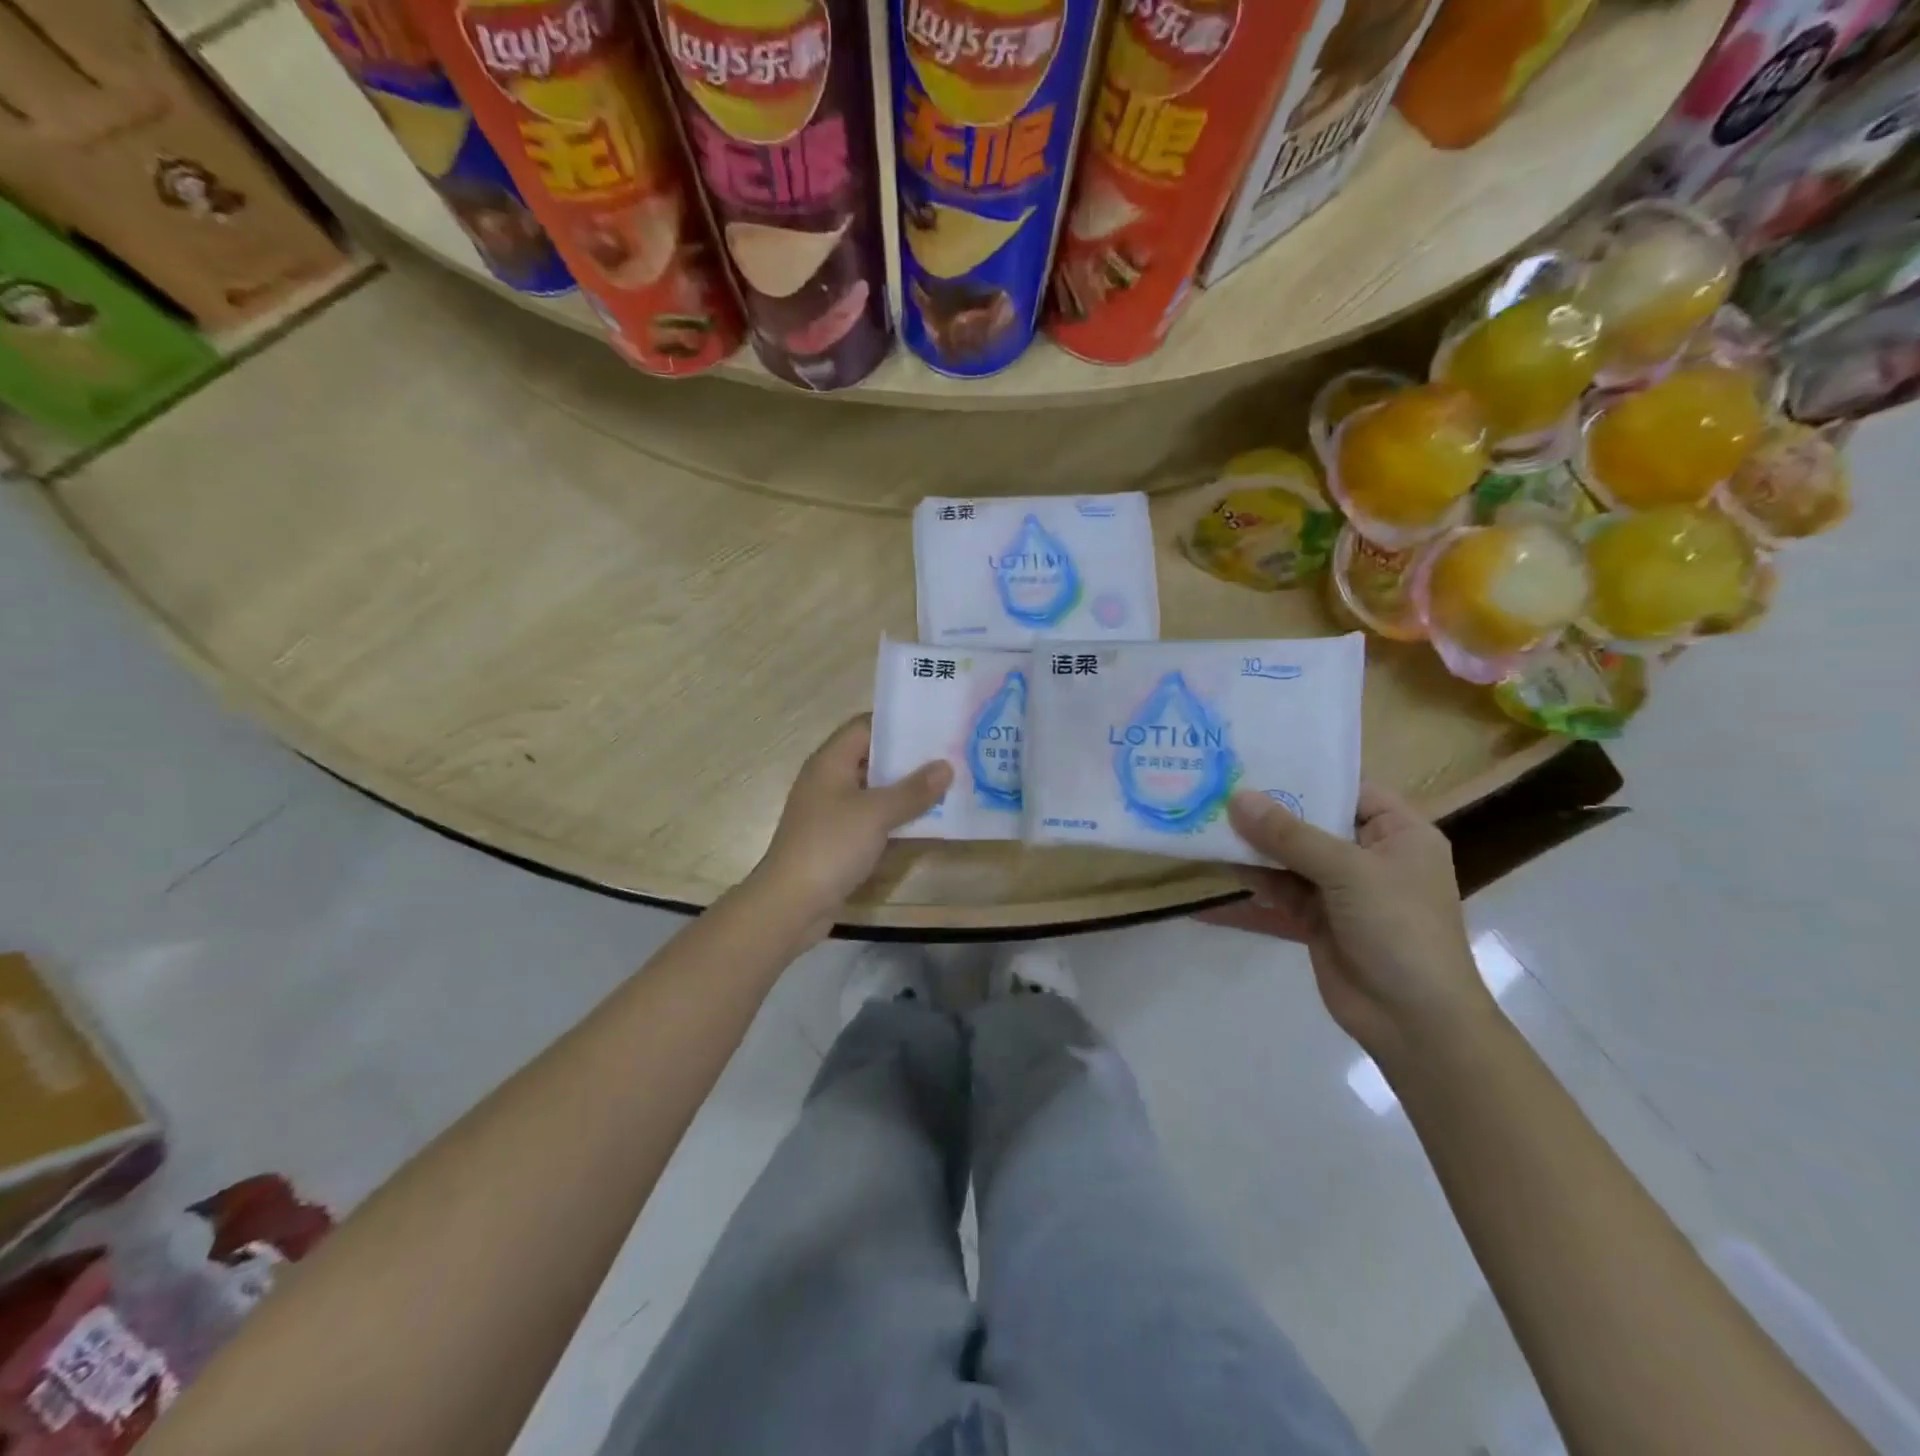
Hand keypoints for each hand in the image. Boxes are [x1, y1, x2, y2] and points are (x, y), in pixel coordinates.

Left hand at [752, 716, 951, 939]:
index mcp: (830, 762)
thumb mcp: (875, 813)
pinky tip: (927, 820)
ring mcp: (832, 812)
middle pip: (872, 757)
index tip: (935, 724)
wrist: (791, 904)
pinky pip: (872, 818)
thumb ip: (912, 790)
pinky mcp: (838, 839)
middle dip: (909, 758)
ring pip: (874, 790)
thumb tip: (946, 766)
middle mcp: (829, 780)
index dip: (898, 723)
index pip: (865, 726)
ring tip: (947, 783)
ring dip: (905, 789)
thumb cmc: (830, 846)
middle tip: (950, 753)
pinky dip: (896, 816)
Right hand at [1226, 783, 1491, 1065]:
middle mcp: (1369, 855)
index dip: (1304, 773)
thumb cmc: (1399, 929)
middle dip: (1268, 810)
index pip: (1347, 789)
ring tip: (1205, 820)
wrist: (1413, 1021)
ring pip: (1290, 856)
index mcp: (1398, 833)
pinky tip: (1216, 868)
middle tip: (1217, 784)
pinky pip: (1279, 890)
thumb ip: (1290, 835)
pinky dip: (1251, 882)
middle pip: (1312, 822)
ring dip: (1253, 845)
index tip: (1253, 758)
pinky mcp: (1316, 919)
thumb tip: (1237, 798)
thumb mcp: (1348, 872)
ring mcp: (1341, 889)